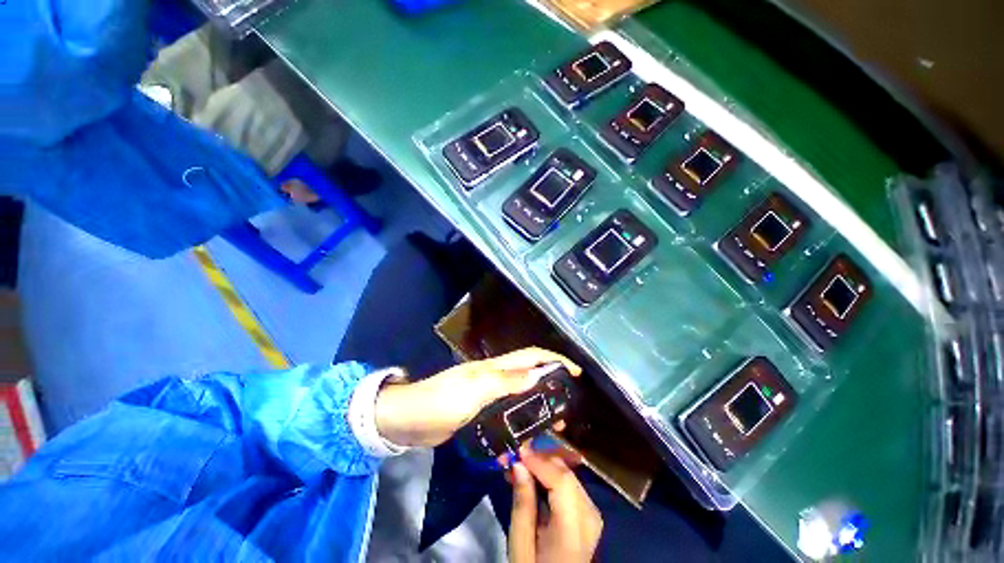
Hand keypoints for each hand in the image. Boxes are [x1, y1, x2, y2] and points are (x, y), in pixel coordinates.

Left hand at [374, 347, 580, 447]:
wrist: (408, 421)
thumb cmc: (441, 401)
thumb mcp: (476, 390)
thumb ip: (507, 382)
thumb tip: (540, 374)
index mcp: (495, 368)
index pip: (531, 356)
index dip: (554, 360)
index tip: (575, 372)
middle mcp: (495, 378)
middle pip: (529, 375)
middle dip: (551, 385)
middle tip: (566, 407)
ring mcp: (487, 395)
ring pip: (521, 395)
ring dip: (538, 405)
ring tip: (553, 425)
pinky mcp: (480, 412)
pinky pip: (507, 413)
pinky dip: (521, 420)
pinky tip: (526, 435)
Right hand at [509, 447, 602, 562]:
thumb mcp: (520, 546)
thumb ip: (522, 504)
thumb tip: (519, 464)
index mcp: (575, 529)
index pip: (562, 481)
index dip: (540, 460)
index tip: (518, 450)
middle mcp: (590, 515)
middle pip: (566, 473)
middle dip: (539, 458)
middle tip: (515, 454)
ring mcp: (592, 513)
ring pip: (567, 474)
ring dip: (543, 465)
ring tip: (519, 463)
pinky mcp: (588, 512)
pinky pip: (568, 484)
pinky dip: (550, 476)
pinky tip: (532, 475)